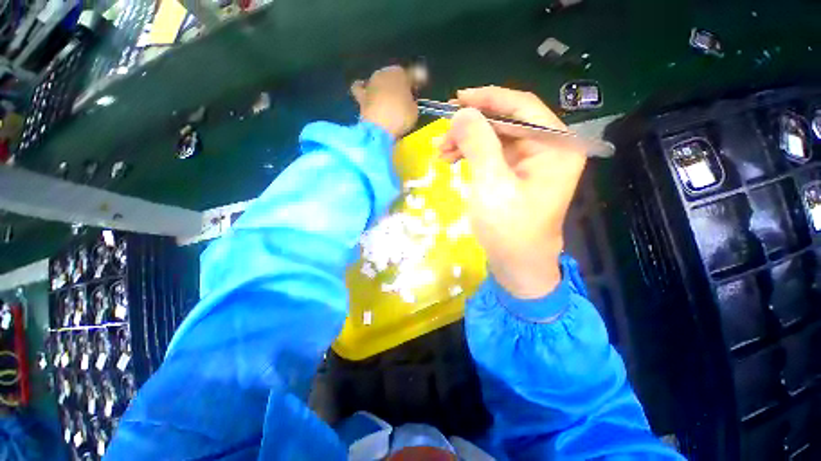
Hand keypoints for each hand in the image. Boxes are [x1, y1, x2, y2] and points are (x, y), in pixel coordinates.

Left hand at [351, 66, 418, 137]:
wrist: (378, 128)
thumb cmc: (400, 117)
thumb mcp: (414, 110)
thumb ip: (411, 101)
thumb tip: (407, 100)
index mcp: (399, 74)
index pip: (411, 74)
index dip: (416, 81)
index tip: (419, 86)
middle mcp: (383, 74)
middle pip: (394, 76)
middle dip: (399, 84)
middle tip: (405, 97)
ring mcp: (370, 84)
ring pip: (379, 82)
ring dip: (384, 88)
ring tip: (388, 100)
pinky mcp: (361, 97)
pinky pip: (360, 89)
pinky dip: (364, 90)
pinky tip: (367, 94)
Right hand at [439, 87, 585, 298]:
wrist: (517, 265)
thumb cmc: (508, 229)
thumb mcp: (491, 185)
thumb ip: (478, 144)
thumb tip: (462, 113)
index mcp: (555, 147)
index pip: (521, 107)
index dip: (487, 99)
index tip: (457, 100)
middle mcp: (549, 149)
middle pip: (507, 123)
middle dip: (472, 127)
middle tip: (442, 137)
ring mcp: (534, 163)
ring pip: (497, 138)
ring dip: (469, 142)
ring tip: (442, 152)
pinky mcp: (519, 175)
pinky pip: (494, 155)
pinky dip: (473, 155)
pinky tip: (454, 160)